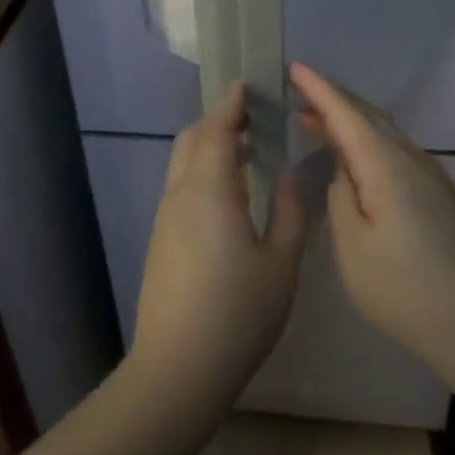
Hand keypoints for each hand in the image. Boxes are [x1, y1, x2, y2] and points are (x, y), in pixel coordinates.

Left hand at [131, 83, 308, 413]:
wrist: (177, 369)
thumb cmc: (237, 314)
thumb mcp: (281, 264)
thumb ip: (291, 212)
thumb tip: (293, 173)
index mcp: (209, 191)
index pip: (217, 130)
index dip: (231, 105)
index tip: (246, 85)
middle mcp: (180, 195)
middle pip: (192, 140)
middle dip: (218, 121)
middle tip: (251, 119)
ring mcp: (165, 218)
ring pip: (182, 164)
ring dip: (209, 147)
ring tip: (246, 152)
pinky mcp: (161, 240)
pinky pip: (180, 187)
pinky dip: (202, 172)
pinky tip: (230, 195)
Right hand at [290, 62, 454, 371]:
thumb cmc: (408, 290)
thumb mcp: (354, 248)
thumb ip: (341, 199)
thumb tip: (345, 173)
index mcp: (386, 164)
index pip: (345, 113)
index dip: (318, 88)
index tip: (293, 67)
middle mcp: (412, 159)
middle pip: (368, 115)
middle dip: (331, 101)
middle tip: (296, 95)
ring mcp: (431, 176)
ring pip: (383, 133)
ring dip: (349, 123)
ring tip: (316, 124)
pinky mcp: (440, 196)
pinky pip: (395, 151)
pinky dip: (367, 144)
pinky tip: (355, 162)